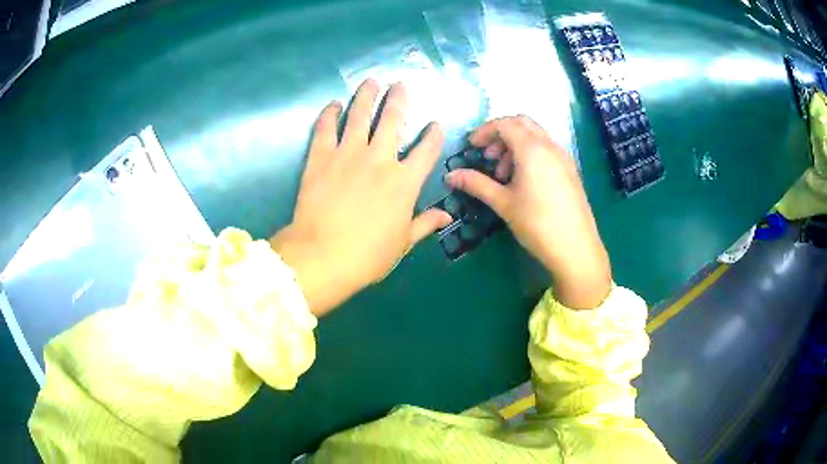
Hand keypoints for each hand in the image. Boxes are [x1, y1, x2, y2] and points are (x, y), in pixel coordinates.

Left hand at [270, 80, 451, 316]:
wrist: (323, 256)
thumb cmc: (367, 255)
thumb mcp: (402, 243)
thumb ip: (425, 224)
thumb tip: (447, 216)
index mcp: (404, 182)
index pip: (426, 151)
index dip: (433, 135)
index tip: (435, 124)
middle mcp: (380, 159)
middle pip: (393, 120)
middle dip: (398, 99)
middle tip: (400, 84)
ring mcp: (348, 154)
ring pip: (360, 115)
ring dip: (366, 96)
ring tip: (371, 81)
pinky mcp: (321, 157)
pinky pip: (325, 128)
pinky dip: (329, 114)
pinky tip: (334, 104)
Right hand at [446, 116, 611, 309]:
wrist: (576, 248)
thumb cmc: (537, 223)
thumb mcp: (503, 203)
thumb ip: (476, 184)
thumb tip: (451, 175)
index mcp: (532, 149)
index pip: (504, 124)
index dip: (484, 131)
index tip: (471, 147)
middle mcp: (549, 146)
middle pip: (522, 124)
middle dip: (500, 134)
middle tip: (487, 156)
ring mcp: (563, 157)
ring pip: (536, 136)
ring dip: (515, 145)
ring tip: (503, 174)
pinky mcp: (570, 170)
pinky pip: (547, 149)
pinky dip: (530, 153)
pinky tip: (524, 180)